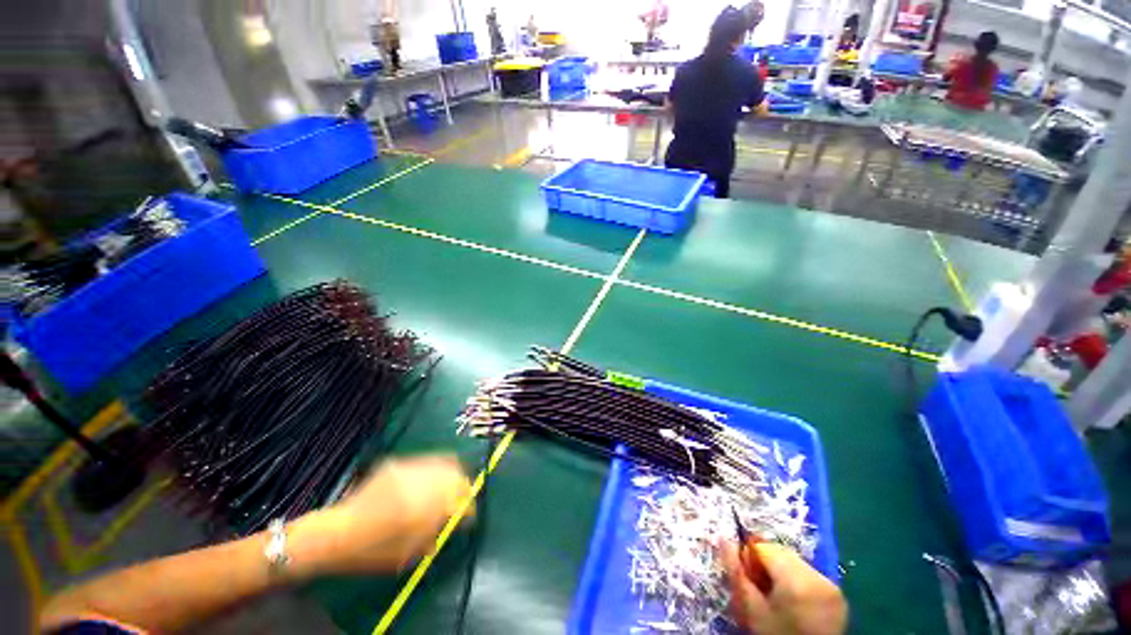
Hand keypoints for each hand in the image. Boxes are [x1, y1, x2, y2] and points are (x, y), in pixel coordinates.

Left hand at [289, 454, 472, 577]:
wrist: (337, 533)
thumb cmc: (373, 550)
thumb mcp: (409, 552)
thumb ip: (436, 533)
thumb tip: (454, 521)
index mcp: (425, 504)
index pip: (460, 497)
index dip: (469, 505)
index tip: (470, 513)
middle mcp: (420, 479)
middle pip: (455, 472)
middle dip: (464, 483)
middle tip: (464, 495)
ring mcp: (408, 467)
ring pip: (442, 461)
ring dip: (450, 472)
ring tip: (451, 483)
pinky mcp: (397, 463)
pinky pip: (424, 462)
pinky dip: (433, 470)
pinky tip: (428, 480)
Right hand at [721, 540, 846, 634]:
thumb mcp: (751, 609)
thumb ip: (736, 572)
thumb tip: (723, 539)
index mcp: (796, 579)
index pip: (764, 547)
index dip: (750, 558)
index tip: (746, 578)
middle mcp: (818, 577)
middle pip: (782, 553)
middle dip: (766, 564)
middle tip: (759, 588)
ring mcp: (832, 587)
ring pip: (795, 562)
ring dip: (781, 571)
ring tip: (776, 597)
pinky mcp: (838, 596)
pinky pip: (810, 575)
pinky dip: (797, 581)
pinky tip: (793, 602)